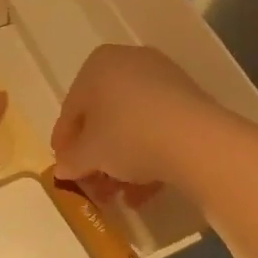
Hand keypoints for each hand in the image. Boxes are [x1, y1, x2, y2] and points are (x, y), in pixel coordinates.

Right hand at [52, 45, 223, 197]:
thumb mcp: (90, 154)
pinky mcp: (188, 99)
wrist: (194, 139)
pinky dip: (148, 155)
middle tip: (93, 185)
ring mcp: (161, 78)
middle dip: (97, 155)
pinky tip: (145, 190)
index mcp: (97, 64)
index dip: (65, 142)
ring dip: (122, 161)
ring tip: (120, 195)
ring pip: (132, 123)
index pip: (72, 108)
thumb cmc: (128, 135)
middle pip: (104, 114)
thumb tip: (63, 167)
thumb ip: (72, 160)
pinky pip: (157, 127)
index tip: (64, 168)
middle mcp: (128, 62)